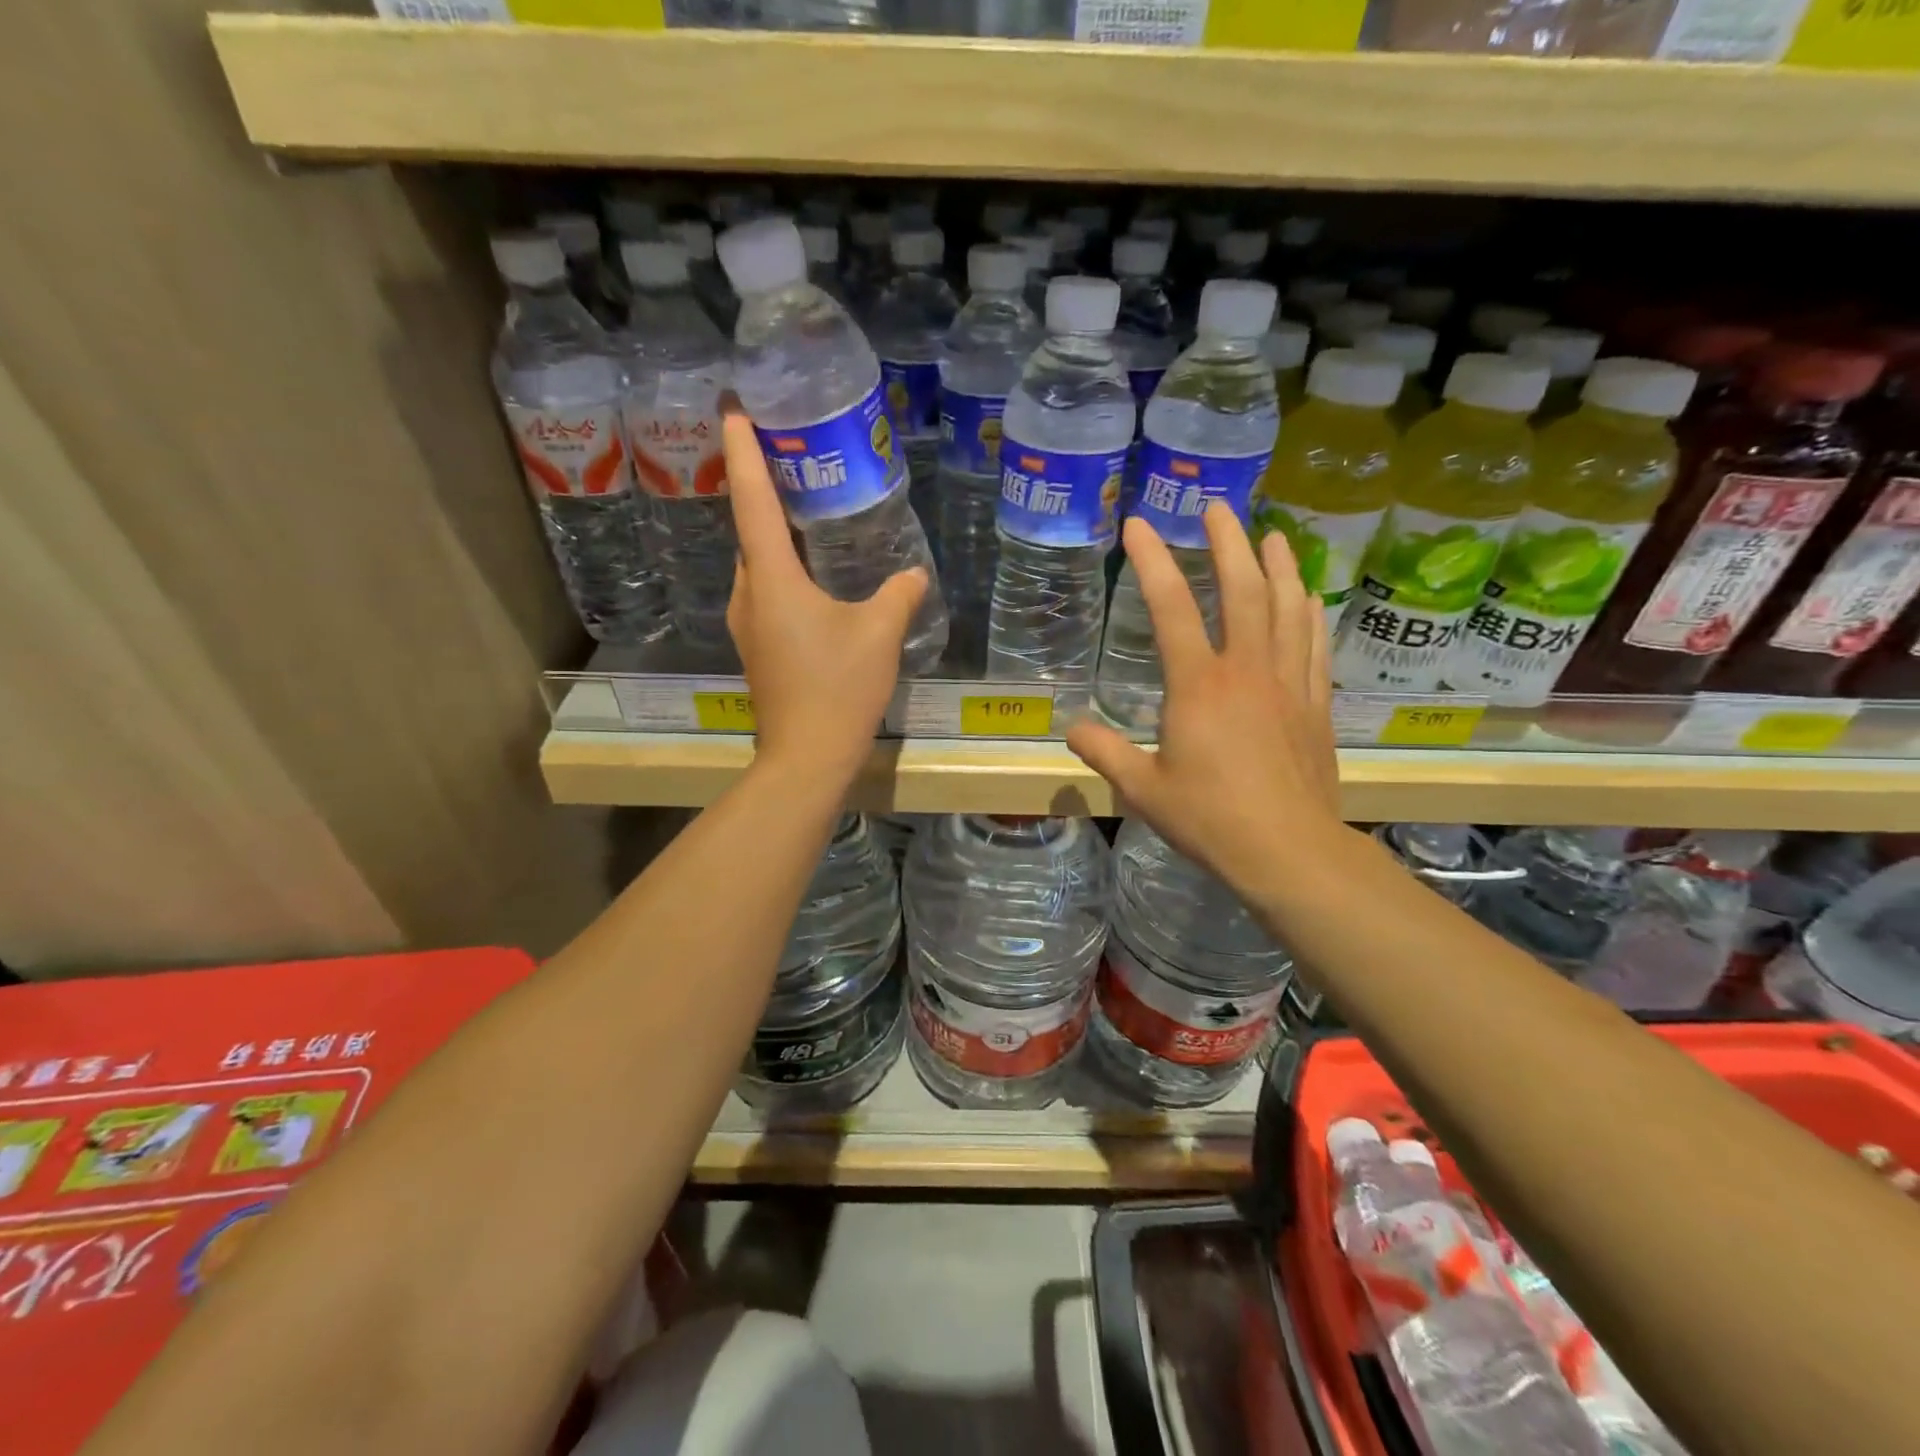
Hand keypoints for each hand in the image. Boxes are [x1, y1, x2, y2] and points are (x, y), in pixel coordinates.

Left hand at [723, 405, 927, 781]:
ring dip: (773, 535)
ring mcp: (748, 624)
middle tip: (790, 457)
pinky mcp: (758, 648)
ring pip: (757, 564)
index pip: (752, 501)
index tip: (734, 410)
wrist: (806, 757)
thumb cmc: (838, 689)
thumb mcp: (879, 635)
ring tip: (804, 511)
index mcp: (772, 579)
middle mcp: (748, 594)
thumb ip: (898, 595)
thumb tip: (913, 574)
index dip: (744, 453)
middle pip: (749, 530)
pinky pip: (765, 592)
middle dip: (761, 490)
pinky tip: (811, 575)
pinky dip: (781, 570)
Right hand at [1066, 506, 1343, 901]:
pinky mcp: (1314, 703)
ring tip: (1271, 534)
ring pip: (1286, 607)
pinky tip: (1307, 594)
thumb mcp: (1142, 790)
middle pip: (1242, 589)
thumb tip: (1071, 727)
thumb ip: (1103, 752)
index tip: (1139, 524)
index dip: (1153, 560)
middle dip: (1228, 541)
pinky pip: (1313, 643)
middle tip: (1217, 507)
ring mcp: (1287, 683)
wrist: (1289, 850)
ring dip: (1278, 564)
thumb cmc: (1210, 819)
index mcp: (1198, 685)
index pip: (1171, 607)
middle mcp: (1246, 670)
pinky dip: (1308, 611)